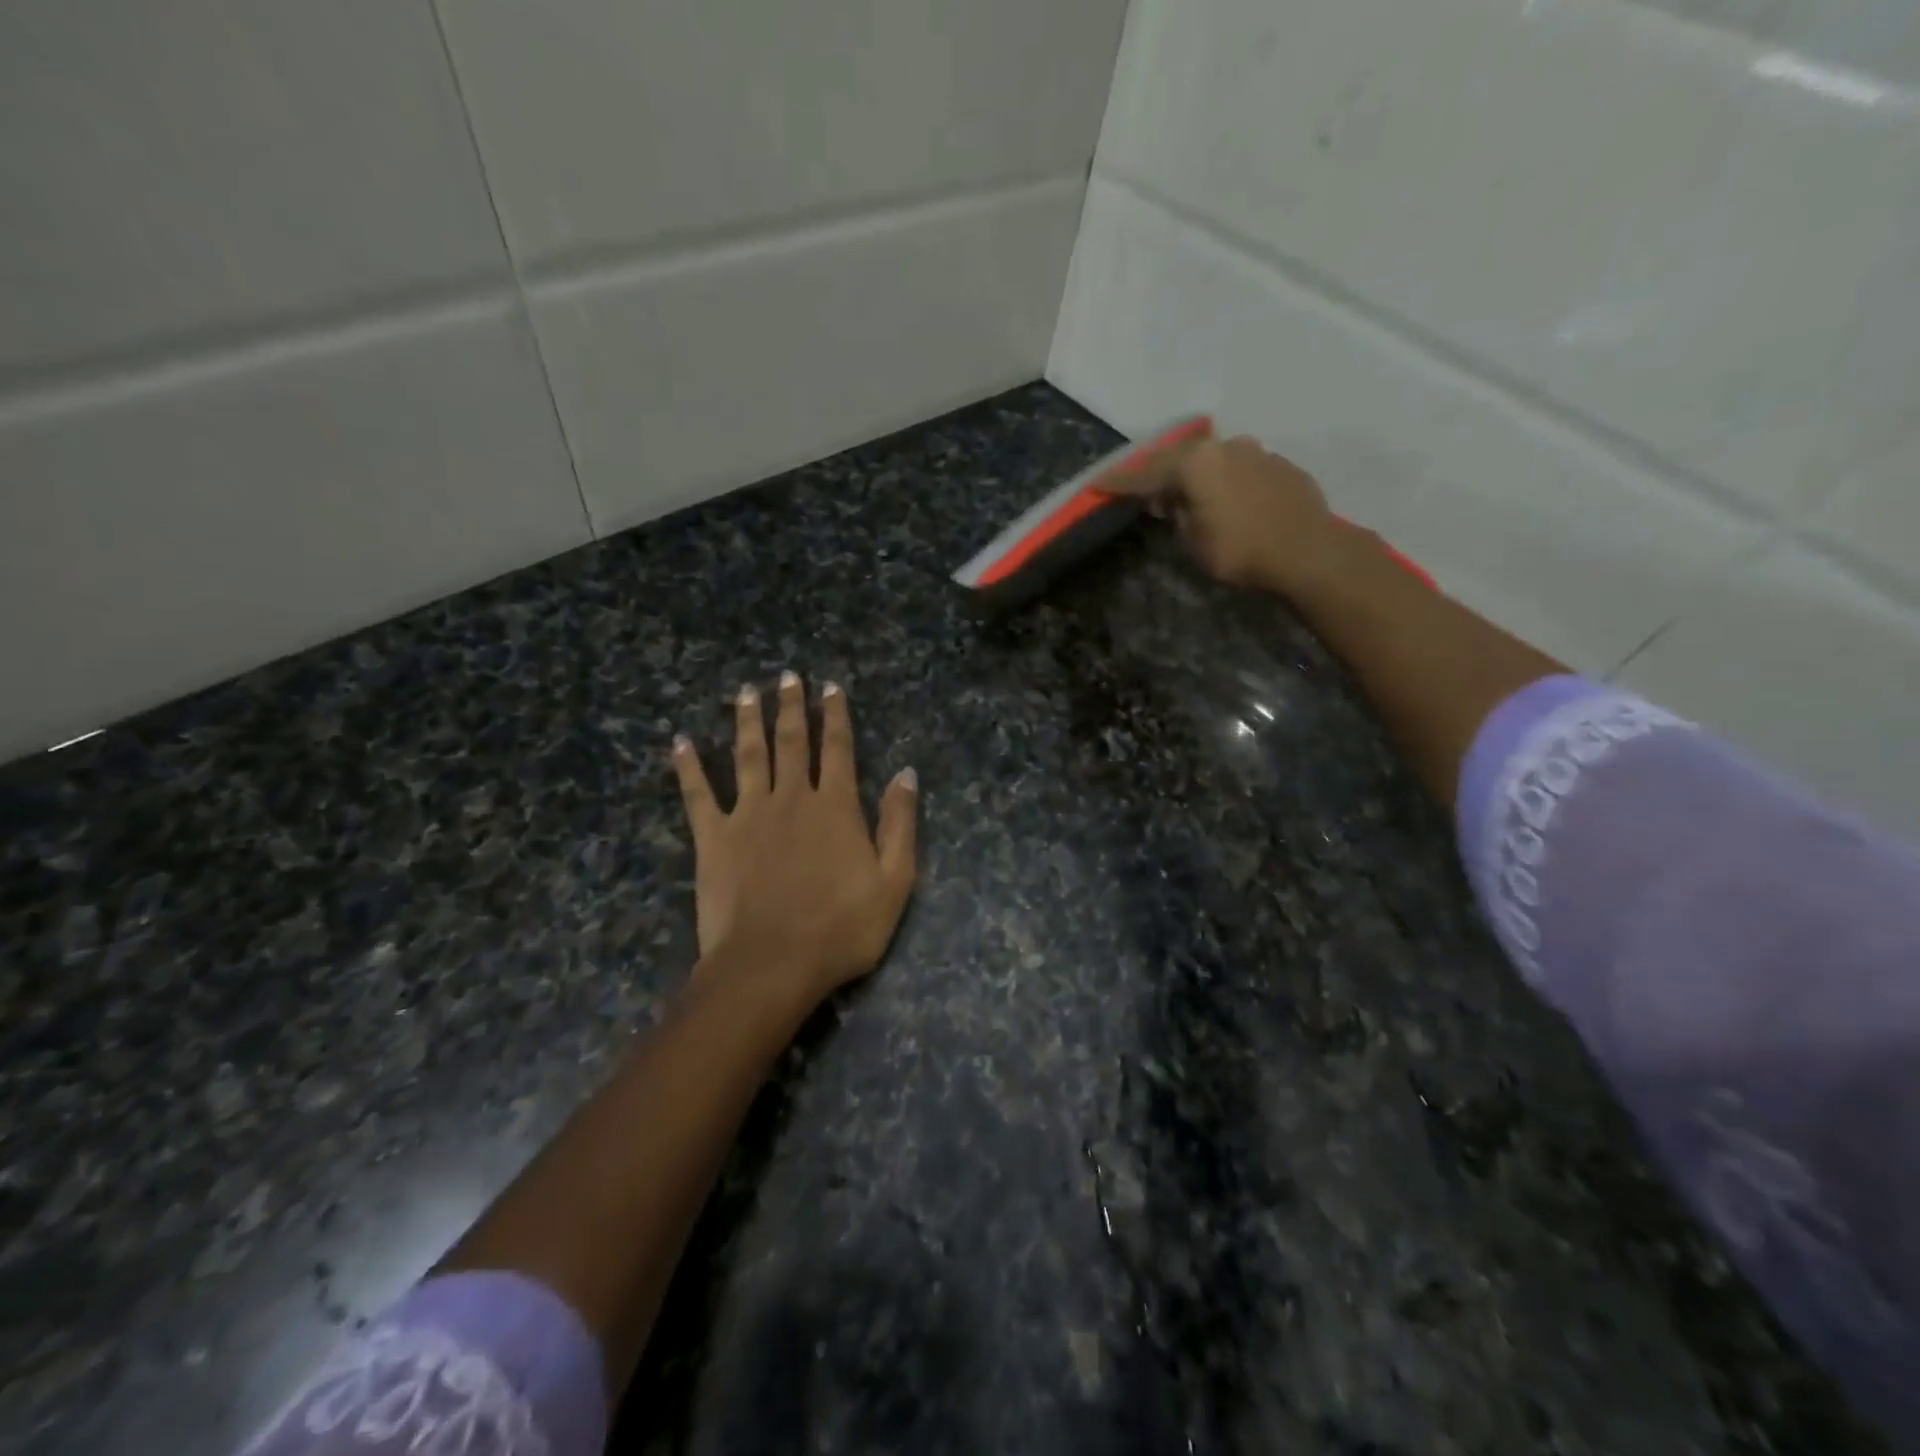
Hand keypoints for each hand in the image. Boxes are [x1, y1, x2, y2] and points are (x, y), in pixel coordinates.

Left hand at [673, 673, 917, 1007]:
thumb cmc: (841, 928)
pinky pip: (698, 794)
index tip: (830, 687)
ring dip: (747, 721)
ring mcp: (748, 814)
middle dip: (791, 707)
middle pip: (791, 742)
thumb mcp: (894, 880)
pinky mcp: (713, 838)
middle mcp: (791, 798)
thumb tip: (906, 773)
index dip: (835, 716)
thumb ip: (900, 823)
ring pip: (748, 756)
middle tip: (787, 676)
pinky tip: (680, 742)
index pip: (837, 749)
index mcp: (835, 806)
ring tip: (746, 692)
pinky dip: (688, 767)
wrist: (773, 964)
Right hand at [1111, 428, 1339, 596]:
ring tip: (1187, 494)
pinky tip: (1226, 499)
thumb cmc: (1241, 550)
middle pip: (1180, 457)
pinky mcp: (1280, 465)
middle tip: (1143, 490)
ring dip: (1195, 474)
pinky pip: (1240, 468)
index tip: (1098, 483)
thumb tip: (1177, 502)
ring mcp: (1256, 452)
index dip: (1120, 481)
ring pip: (1213, 458)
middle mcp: (1224, 447)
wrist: (1308, 551)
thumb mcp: (1194, 541)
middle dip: (1159, 473)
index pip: (1147, 473)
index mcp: (1196, 463)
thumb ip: (1179, 515)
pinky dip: (1225, 480)